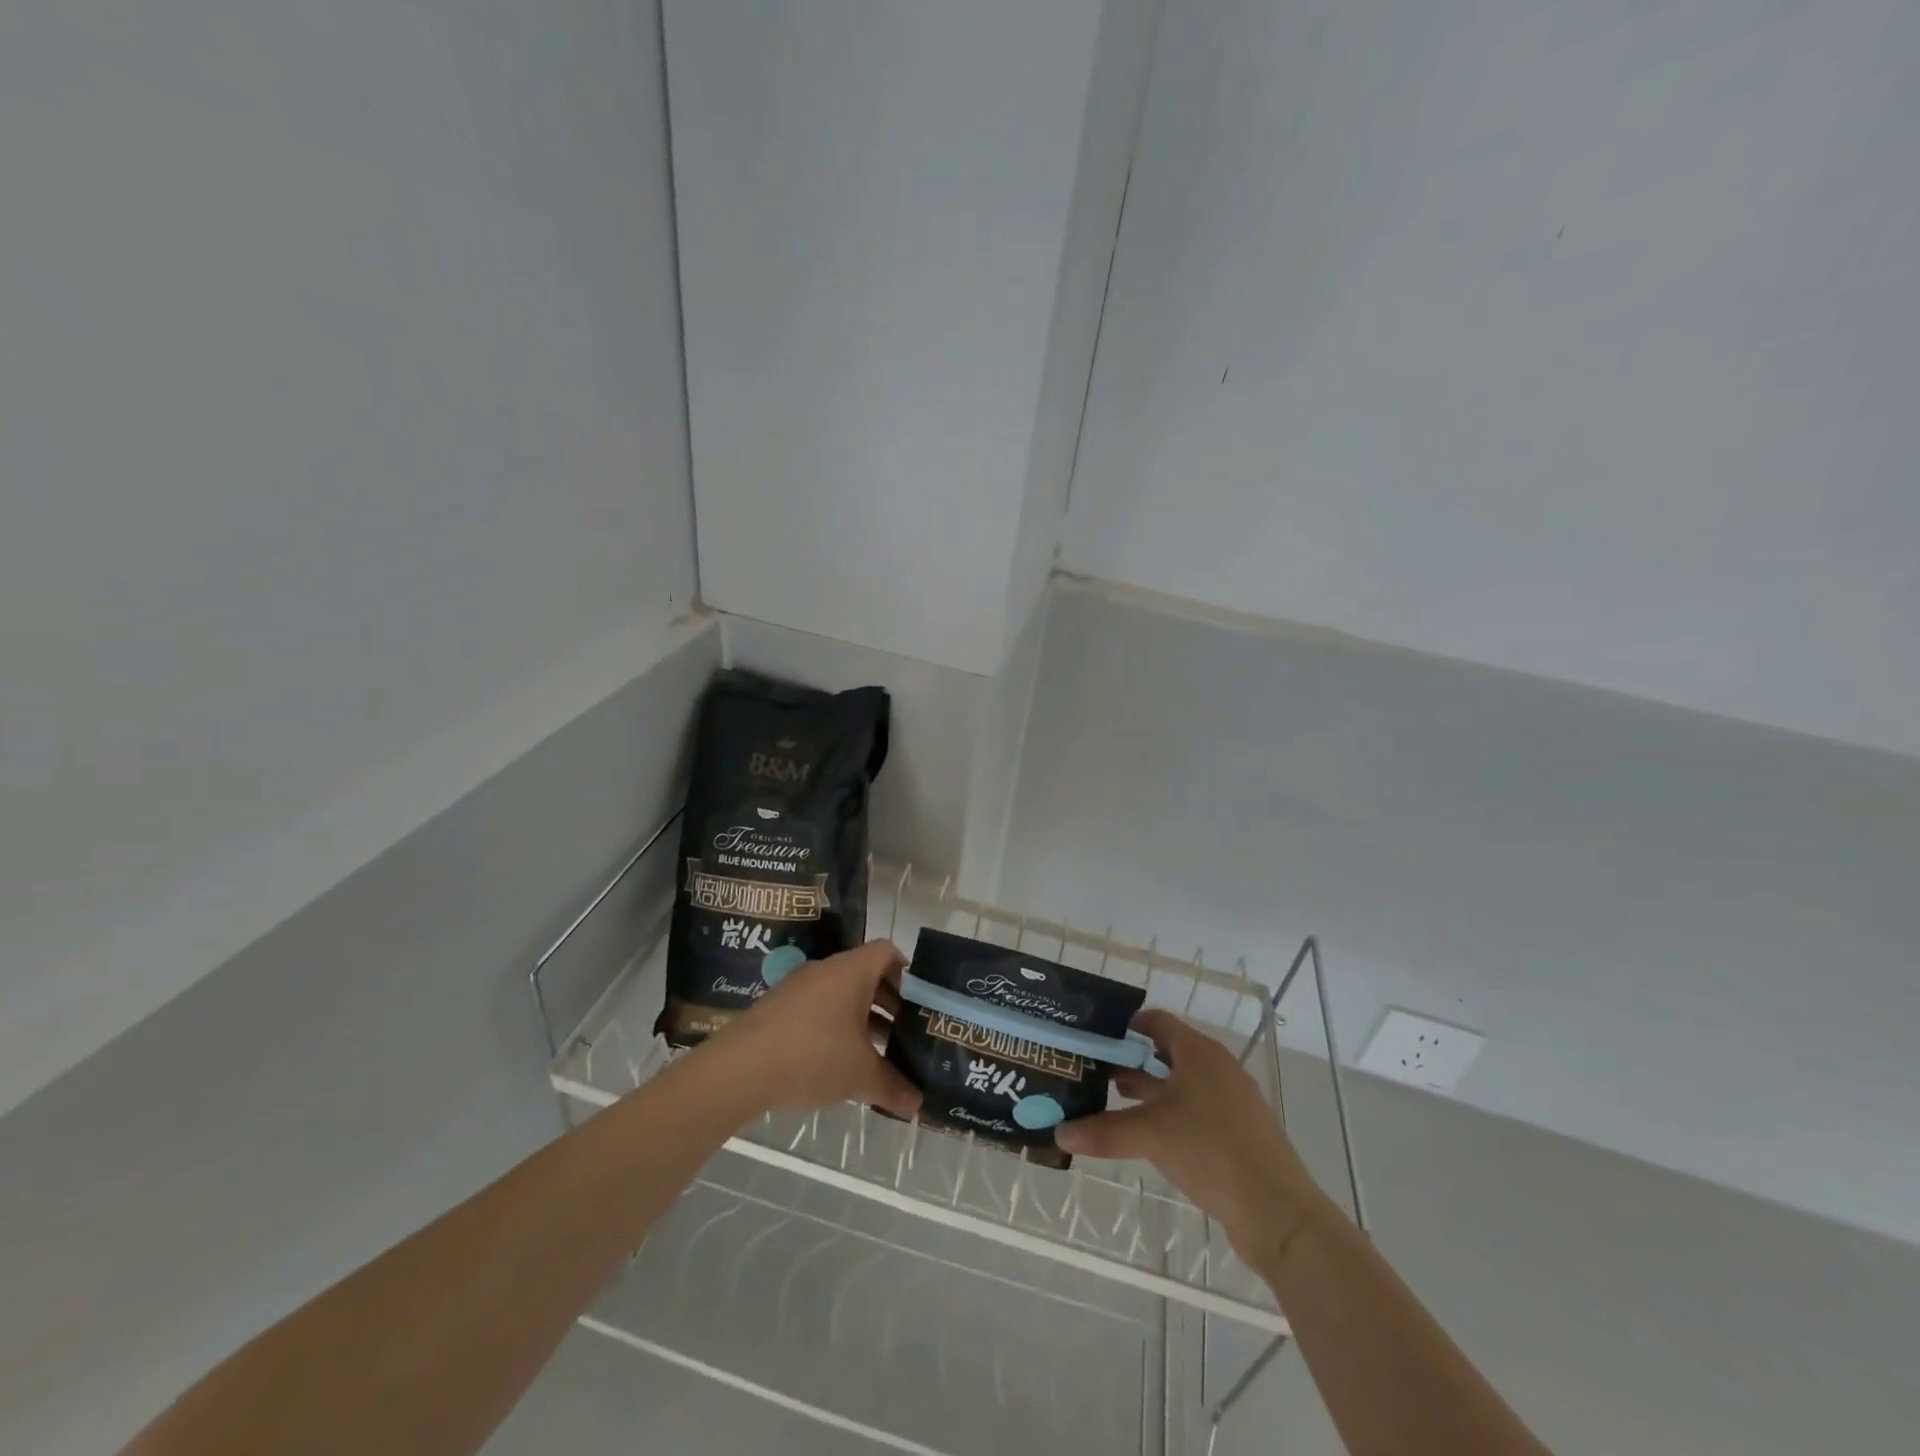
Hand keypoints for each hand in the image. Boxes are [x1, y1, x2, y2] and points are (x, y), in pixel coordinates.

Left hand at [705, 939, 923, 1121]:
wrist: (741, 1068)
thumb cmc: (813, 1055)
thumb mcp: (861, 1075)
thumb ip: (892, 1087)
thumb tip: (918, 1106)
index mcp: (852, 971)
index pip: (887, 952)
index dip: (907, 972)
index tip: (919, 1002)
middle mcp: (826, 970)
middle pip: (865, 975)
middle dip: (887, 1003)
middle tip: (905, 1032)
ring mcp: (798, 987)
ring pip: (840, 995)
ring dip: (860, 1018)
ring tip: (875, 1054)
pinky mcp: (777, 1008)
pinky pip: (816, 1009)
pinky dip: (833, 1027)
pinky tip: (837, 1063)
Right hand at [1054, 1009, 1329, 1264]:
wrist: (1279, 1213)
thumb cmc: (1213, 1152)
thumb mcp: (1151, 1136)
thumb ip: (1104, 1131)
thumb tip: (1059, 1133)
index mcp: (1200, 1053)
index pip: (1156, 1022)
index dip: (1124, 1025)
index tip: (1092, 1036)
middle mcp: (1216, 1069)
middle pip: (1165, 1053)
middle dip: (1129, 1060)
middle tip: (1091, 1070)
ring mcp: (1229, 1102)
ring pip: (1178, 1084)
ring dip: (1146, 1091)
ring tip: (1107, 1100)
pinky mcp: (1235, 1133)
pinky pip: (1192, 1111)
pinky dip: (1166, 1114)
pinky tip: (1144, 1135)